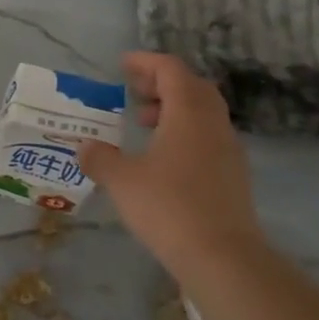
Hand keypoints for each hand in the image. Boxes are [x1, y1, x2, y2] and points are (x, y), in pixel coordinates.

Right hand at [79, 53, 267, 278]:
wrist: (222, 257)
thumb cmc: (168, 207)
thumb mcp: (122, 180)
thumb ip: (100, 158)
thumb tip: (85, 147)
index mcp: (189, 113)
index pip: (171, 70)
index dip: (146, 62)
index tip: (122, 65)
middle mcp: (213, 124)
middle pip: (192, 87)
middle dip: (162, 83)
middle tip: (134, 92)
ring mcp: (229, 150)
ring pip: (203, 113)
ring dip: (174, 109)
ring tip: (144, 124)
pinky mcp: (234, 175)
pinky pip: (208, 137)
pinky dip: (185, 133)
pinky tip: (163, 158)